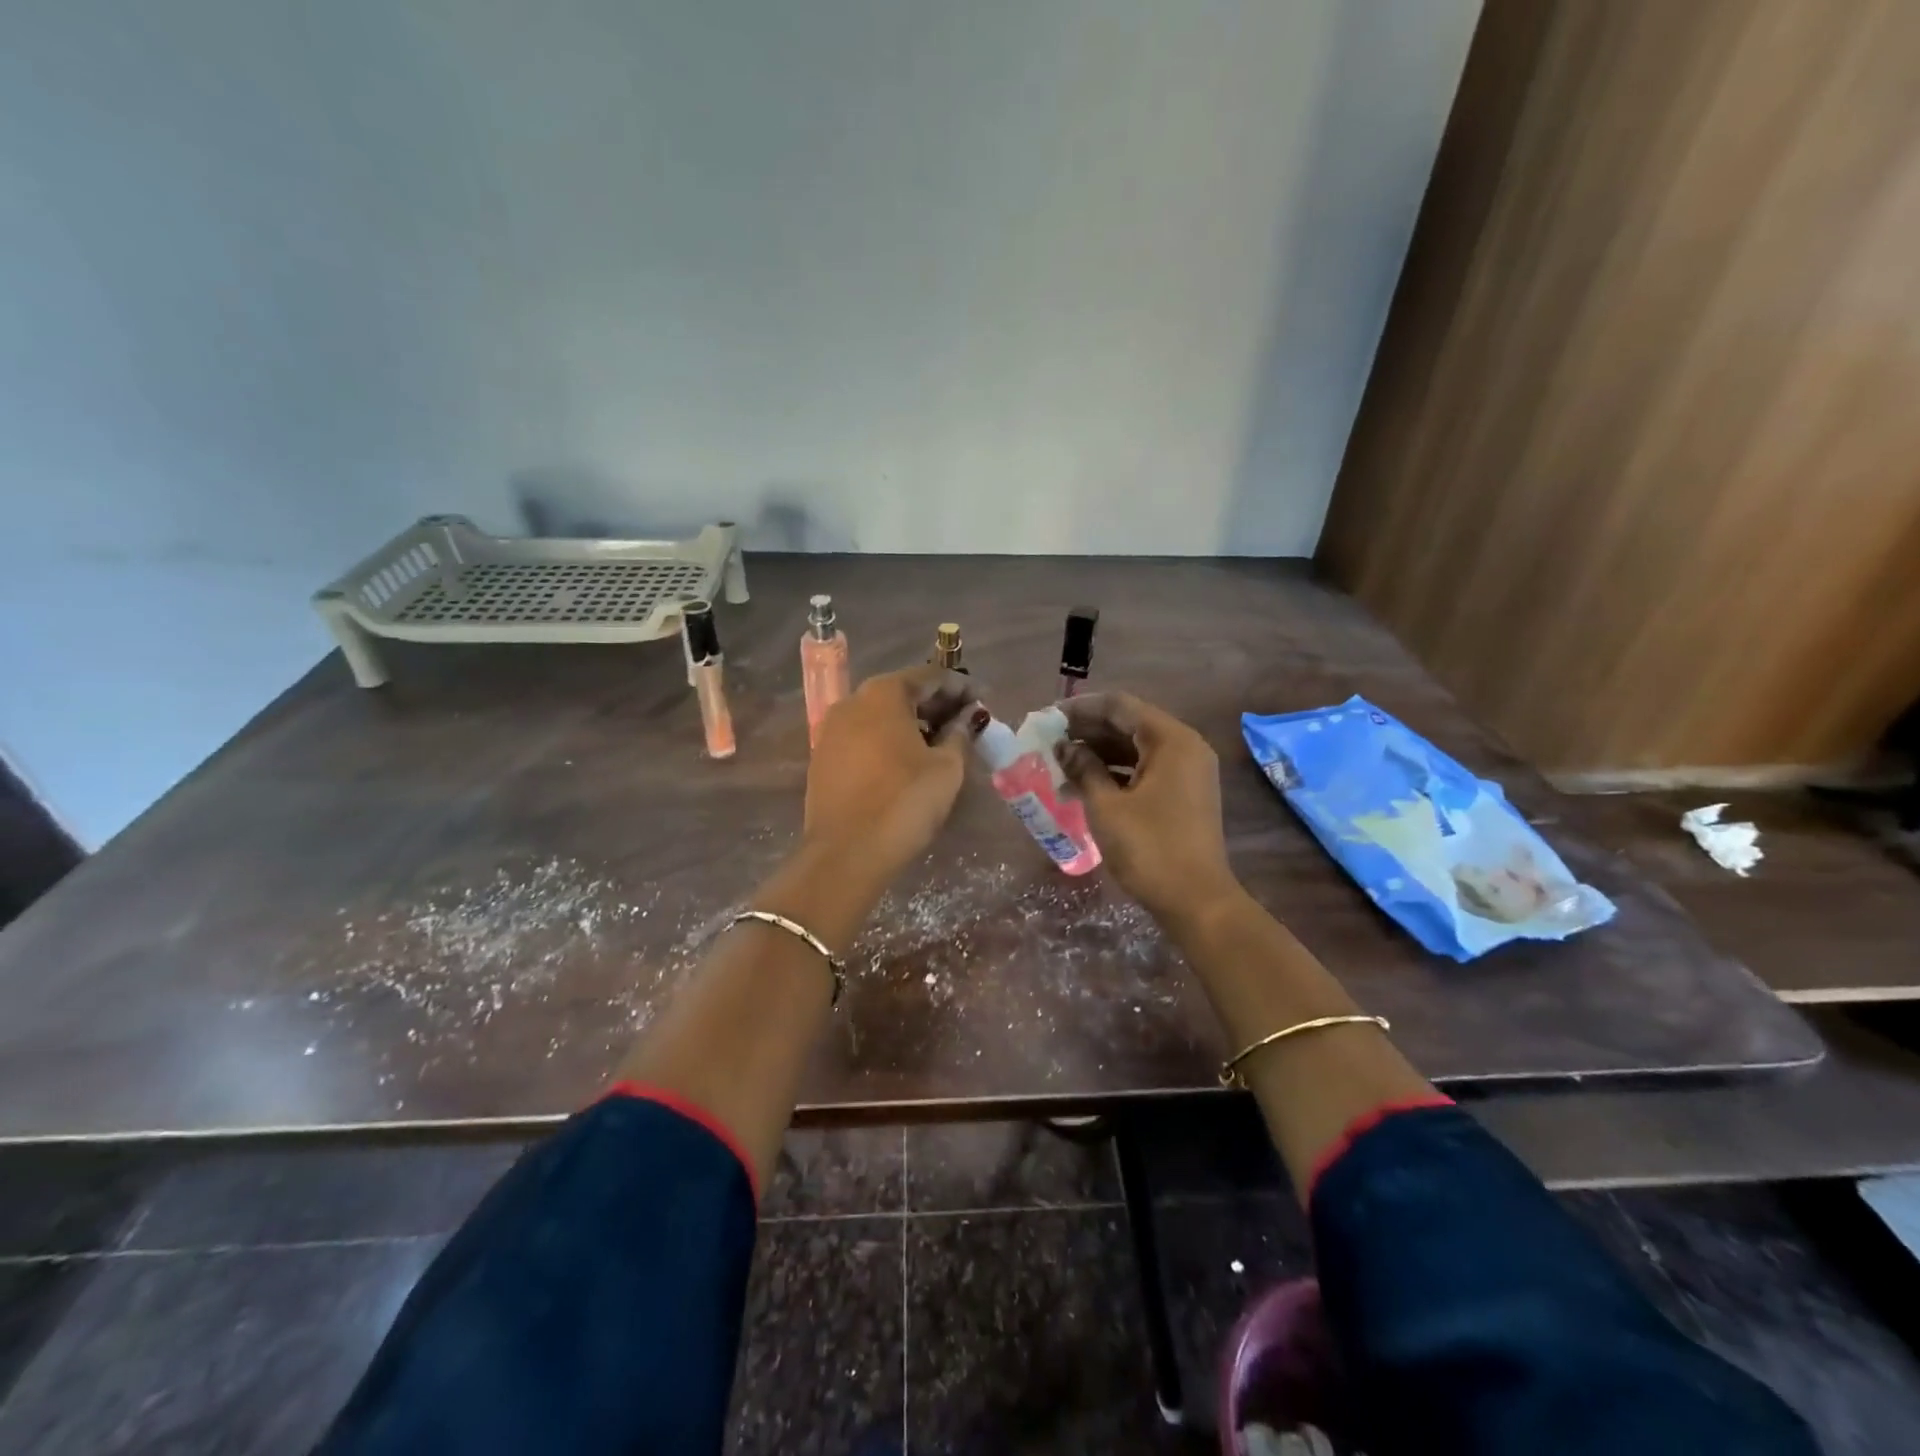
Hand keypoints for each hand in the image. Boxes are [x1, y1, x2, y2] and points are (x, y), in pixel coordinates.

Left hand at [803, 666, 978, 889]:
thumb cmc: (904, 802)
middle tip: (965, 720)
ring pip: (879, 715)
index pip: (929, 676)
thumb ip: (959, 734)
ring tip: (940, 742)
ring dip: (911, 722)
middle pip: (901, 692)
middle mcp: (852, 702)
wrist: (846, 854)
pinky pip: (863, 737)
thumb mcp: (947, 768)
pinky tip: (907, 760)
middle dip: (934, 704)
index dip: (959, 687)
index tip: (982, 700)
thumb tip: (967, 718)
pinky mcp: (822, 758)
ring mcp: (831, 730)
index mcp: (883, 694)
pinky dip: (887, 740)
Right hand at [1055, 692, 1239, 925]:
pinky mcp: (1183, 795)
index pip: (1119, 706)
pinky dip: (1115, 772)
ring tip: (1059, 764)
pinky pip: (1145, 770)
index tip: (1048, 718)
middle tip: (1049, 741)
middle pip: (1129, 724)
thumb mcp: (1106, 806)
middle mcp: (1184, 747)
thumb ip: (1083, 768)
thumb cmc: (1149, 848)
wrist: (1196, 902)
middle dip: (1087, 731)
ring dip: (1098, 753)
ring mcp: (1187, 772)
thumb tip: (1064, 747)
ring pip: (1135, 748)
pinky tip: (1084, 785)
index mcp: (1171, 740)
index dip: (1080, 708)